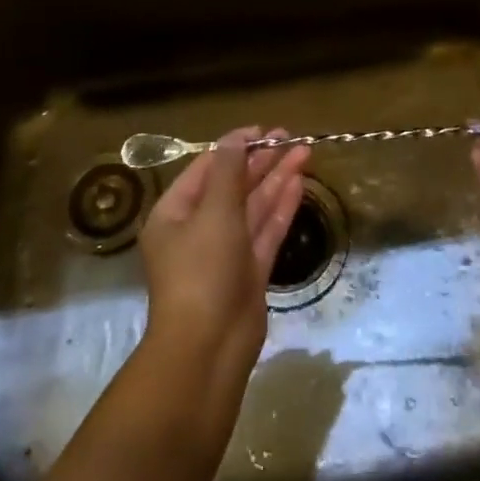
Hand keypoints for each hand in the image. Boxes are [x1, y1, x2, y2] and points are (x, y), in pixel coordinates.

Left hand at [138, 129, 309, 377]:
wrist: (208, 349)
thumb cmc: (202, 271)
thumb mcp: (214, 212)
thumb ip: (229, 172)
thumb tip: (237, 138)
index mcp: (175, 213)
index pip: (207, 169)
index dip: (235, 147)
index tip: (264, 131)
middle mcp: (198, 229)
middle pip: (233, 186)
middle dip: (260, 161)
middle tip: (290, 137)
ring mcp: (226, 252)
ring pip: (253, 207)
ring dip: (276, 180)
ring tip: (304, 152)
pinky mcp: (249, 272)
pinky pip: (265, 231)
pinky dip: (281, 207)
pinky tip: (298, 183)